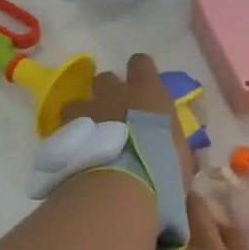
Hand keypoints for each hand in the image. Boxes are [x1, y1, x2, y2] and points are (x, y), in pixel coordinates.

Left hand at [60, 53, 194, 192]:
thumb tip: (183, 158)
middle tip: (112, 113)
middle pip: (105, 79)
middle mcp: (116, 94)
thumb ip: (177, 150)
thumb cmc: (163, 168)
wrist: (123, 185)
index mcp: (149, 93)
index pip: (141, 64)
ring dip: (83, 114)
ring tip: (88, 135)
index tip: (141, 84)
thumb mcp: (180, 160)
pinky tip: (76, 153)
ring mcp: (89, 110)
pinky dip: (70, 137)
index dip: (140, 71)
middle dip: (107, 93)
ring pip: (78, 101)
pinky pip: (65, 127)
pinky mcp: (68, 131)